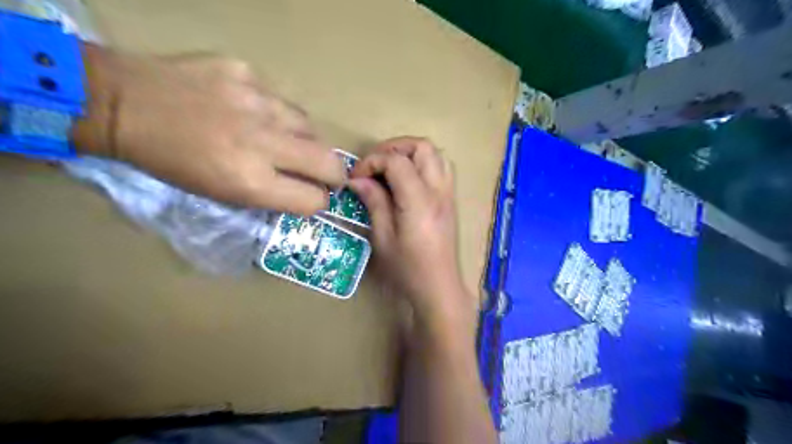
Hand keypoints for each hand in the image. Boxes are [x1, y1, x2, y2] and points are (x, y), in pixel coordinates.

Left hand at [73, 45, 343, 214]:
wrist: (123, 104)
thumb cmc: (172, 163)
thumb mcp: (222, 194)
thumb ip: (270, 194)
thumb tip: (305, 191)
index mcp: (250, 182)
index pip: (314, 200)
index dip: (318, 201)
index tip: (314, 196)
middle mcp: (262, 143)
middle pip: (329, 163)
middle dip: (334, 174)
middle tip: (326, 174)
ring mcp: (257, 102)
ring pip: (310, 127)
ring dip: (304, 140)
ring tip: (285, 139)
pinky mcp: (246, 73)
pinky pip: (279, 99)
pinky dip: (274, 112)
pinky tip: (251, 110)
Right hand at [348, 138, 471, 327]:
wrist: (438, 286)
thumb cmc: (407, 268)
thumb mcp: (383, 238)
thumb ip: (374, 202)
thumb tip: (358, 180)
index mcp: (419, 201)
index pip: (397, 161)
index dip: (373, 161)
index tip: (356, 177)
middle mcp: (438, 191)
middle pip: (422, 146)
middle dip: (394, 147)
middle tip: (374, 164)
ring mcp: (448, 194)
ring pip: (435, 153)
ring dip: (410, 152)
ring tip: (390, 167)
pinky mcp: (450, 200)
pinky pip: (442, 167)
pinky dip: (423, 163)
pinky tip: (408, 179)